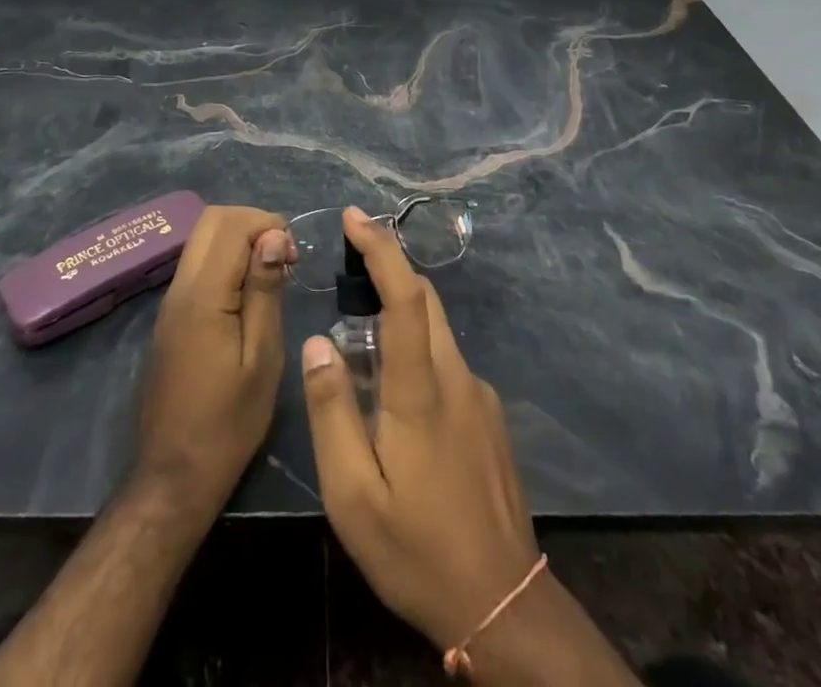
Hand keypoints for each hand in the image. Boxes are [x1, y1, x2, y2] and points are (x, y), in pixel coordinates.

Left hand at [135, 204, 294, 510]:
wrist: (174, 476)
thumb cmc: (229, 423)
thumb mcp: (262, 358)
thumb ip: (265, 291)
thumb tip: (274, 236)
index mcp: (203, 296)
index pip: (231, 225)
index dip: (268, 225)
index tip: (294, 257)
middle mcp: (179, 288)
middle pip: (211, 221)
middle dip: (253, 224)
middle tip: (284, 258)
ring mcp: (170, 302)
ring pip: (202, 240)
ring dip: (239, 241)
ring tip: (272, 275)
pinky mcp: (170, 317)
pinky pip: (197, 265)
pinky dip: (226, 261)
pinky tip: (249, 294)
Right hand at [298, 207, 538, 648]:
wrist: (502, 605)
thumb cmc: (416, 550)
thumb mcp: (353, 495)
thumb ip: (333, 413)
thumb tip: (318, 344)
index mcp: (421, 390)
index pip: (405, 296)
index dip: (382, 248)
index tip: (356, 216)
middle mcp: (458, 377)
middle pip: (426, 300)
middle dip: (390, 267)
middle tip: (350, 260)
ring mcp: (481, 396)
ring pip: (438, 332)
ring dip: (403, 314)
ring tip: (362, 342)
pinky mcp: (491, 417)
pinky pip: (448, 364)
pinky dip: (419, 352)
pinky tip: (398, 398)